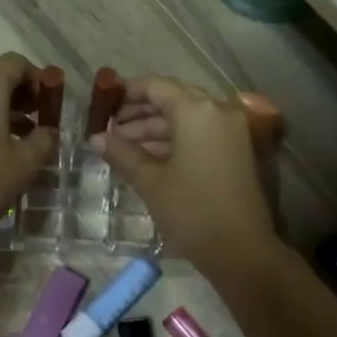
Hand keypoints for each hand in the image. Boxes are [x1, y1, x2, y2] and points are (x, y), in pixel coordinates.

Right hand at [93, 76, 278, 282]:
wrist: (241, 250)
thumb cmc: (191, 210)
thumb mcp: (150, 181)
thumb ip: (121, 152)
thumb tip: (95, 138)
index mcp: (197, 110)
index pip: (155, 86)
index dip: (126, 92)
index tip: (102, 105)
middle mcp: (218, 111)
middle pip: (172, 100)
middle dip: (138, 114)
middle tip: (108, 130)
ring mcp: (231, 130)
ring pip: (185, 119)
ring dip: (154, 129)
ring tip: (121, 147)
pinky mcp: (236, 150)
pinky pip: (199, 134)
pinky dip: (174, 141)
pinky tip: (146, 157)